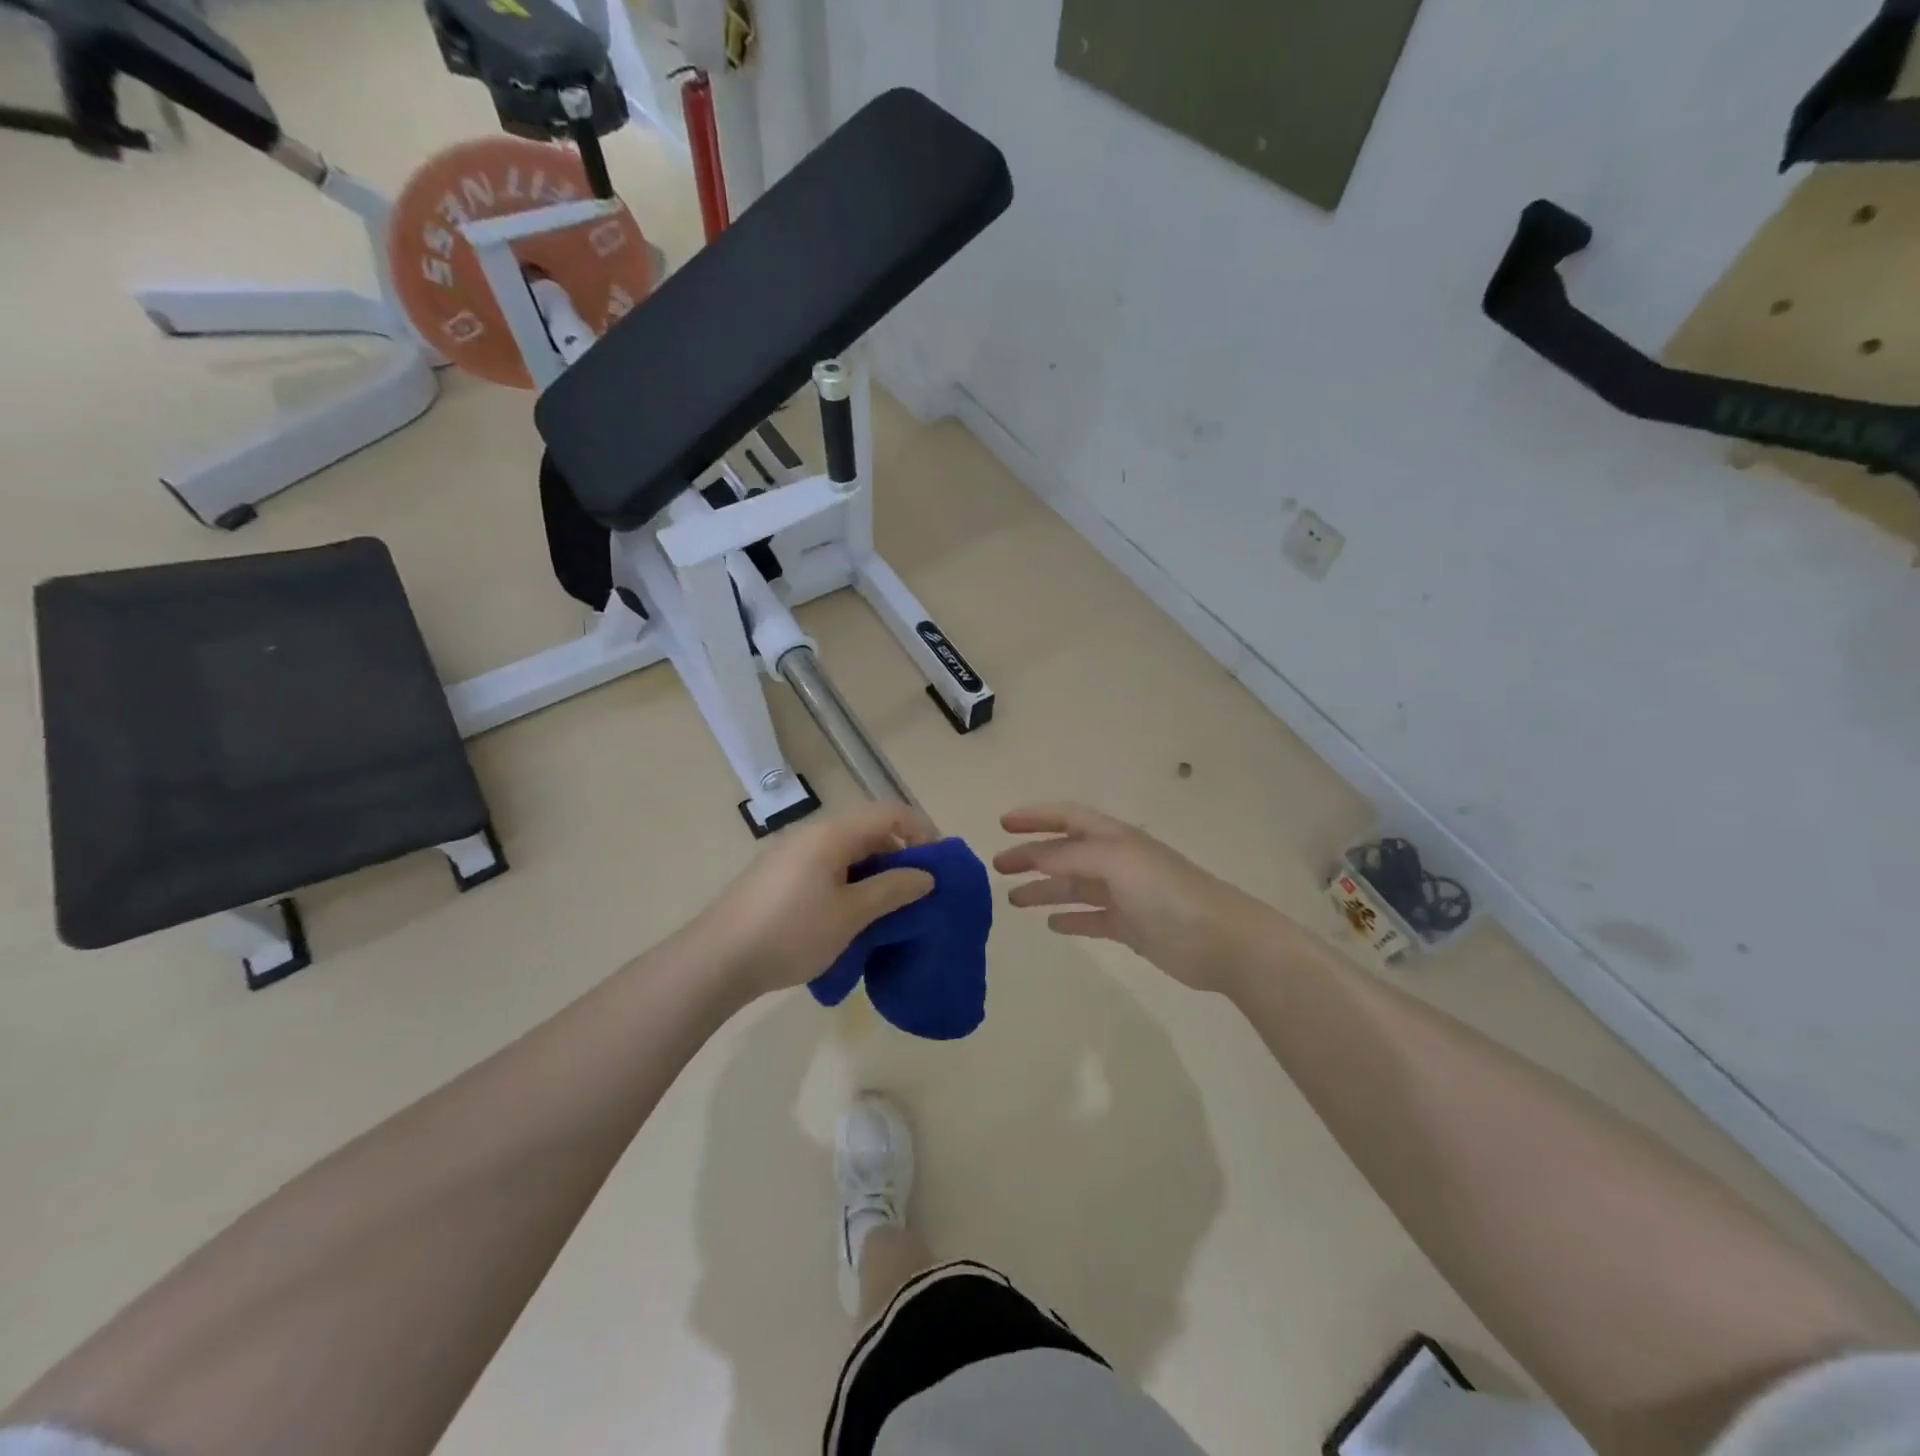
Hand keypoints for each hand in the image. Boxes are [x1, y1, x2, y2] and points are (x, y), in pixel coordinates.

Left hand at [691, 801, 939, 1000]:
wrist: (716, 960)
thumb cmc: (790, 933)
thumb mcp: (850, 915)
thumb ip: (891, 890)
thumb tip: (926, 875)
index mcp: (831, 834)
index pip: (889, 812)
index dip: (921, 830)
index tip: (939, 864)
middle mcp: (812, 834)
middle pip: (869, 829)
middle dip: (900, 854)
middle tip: (919, 891)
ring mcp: (792, 855)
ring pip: (848, 851)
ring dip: (876, 871)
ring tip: (890, 908)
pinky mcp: (780, 876)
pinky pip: (828, 867)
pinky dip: (851, 882)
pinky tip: (853, 916)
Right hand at [993, 803, 1282, 993]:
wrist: (1220, 940)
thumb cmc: (1166, 891)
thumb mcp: (1115, 861)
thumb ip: (1070, 857)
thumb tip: (1032, 857)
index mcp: (1114, 838)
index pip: (1068, 817)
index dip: (1036, 817)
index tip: (1003, 824)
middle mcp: (1117, 861)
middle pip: (1065, 853)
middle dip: (1031, 856)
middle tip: (999, 866)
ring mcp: (1124, 895)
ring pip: (1074, 887)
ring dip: (1044, 889)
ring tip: (1013, 900)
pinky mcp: (1131, 928)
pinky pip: (1092, 919)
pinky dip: (1070, 919)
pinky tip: (1051, 924)